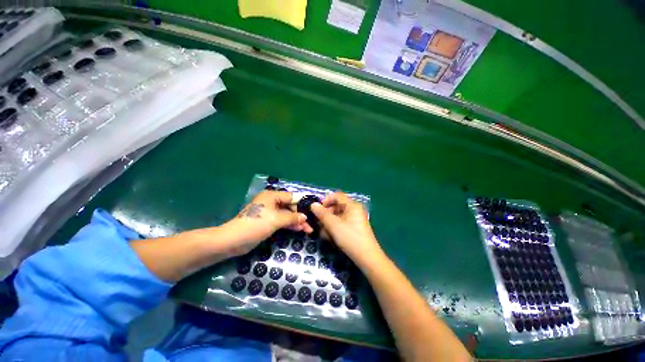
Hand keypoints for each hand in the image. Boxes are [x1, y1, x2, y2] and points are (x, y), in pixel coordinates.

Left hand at [223, 191, 311, 255]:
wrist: (234, 240)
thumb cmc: (256, 224)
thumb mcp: (276, 219)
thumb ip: (292, 217)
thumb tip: (305, 217)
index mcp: (272, 196)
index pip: (291, 197)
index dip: (302, 203)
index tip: (313, 209)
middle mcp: (272, 202)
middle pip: (290, 207)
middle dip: (300, 216)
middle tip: (311, 225)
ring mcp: (270, 213)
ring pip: (287, 215)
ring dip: (297, 222)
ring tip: (308, 230)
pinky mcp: (268, 222)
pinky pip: (282, 221)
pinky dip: (290, 225)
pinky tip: (299, 230)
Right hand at [311, 192, 382, 265]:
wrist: (367, 258)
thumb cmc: (350, 238)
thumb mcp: (333, 225)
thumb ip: (322, 214)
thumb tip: (313, 204)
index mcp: (352, 205)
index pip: (337, 196)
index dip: (326, 200)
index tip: (317, 209)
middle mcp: (354, 210)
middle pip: (336, 206)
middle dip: (326, 214)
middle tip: (318, 223)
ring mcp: (355, 219)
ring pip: (337, 217)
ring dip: (329, 223)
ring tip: (324, 233)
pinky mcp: (354, 228)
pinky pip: (341, 224)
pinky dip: (334, 228)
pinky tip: (330, 237)